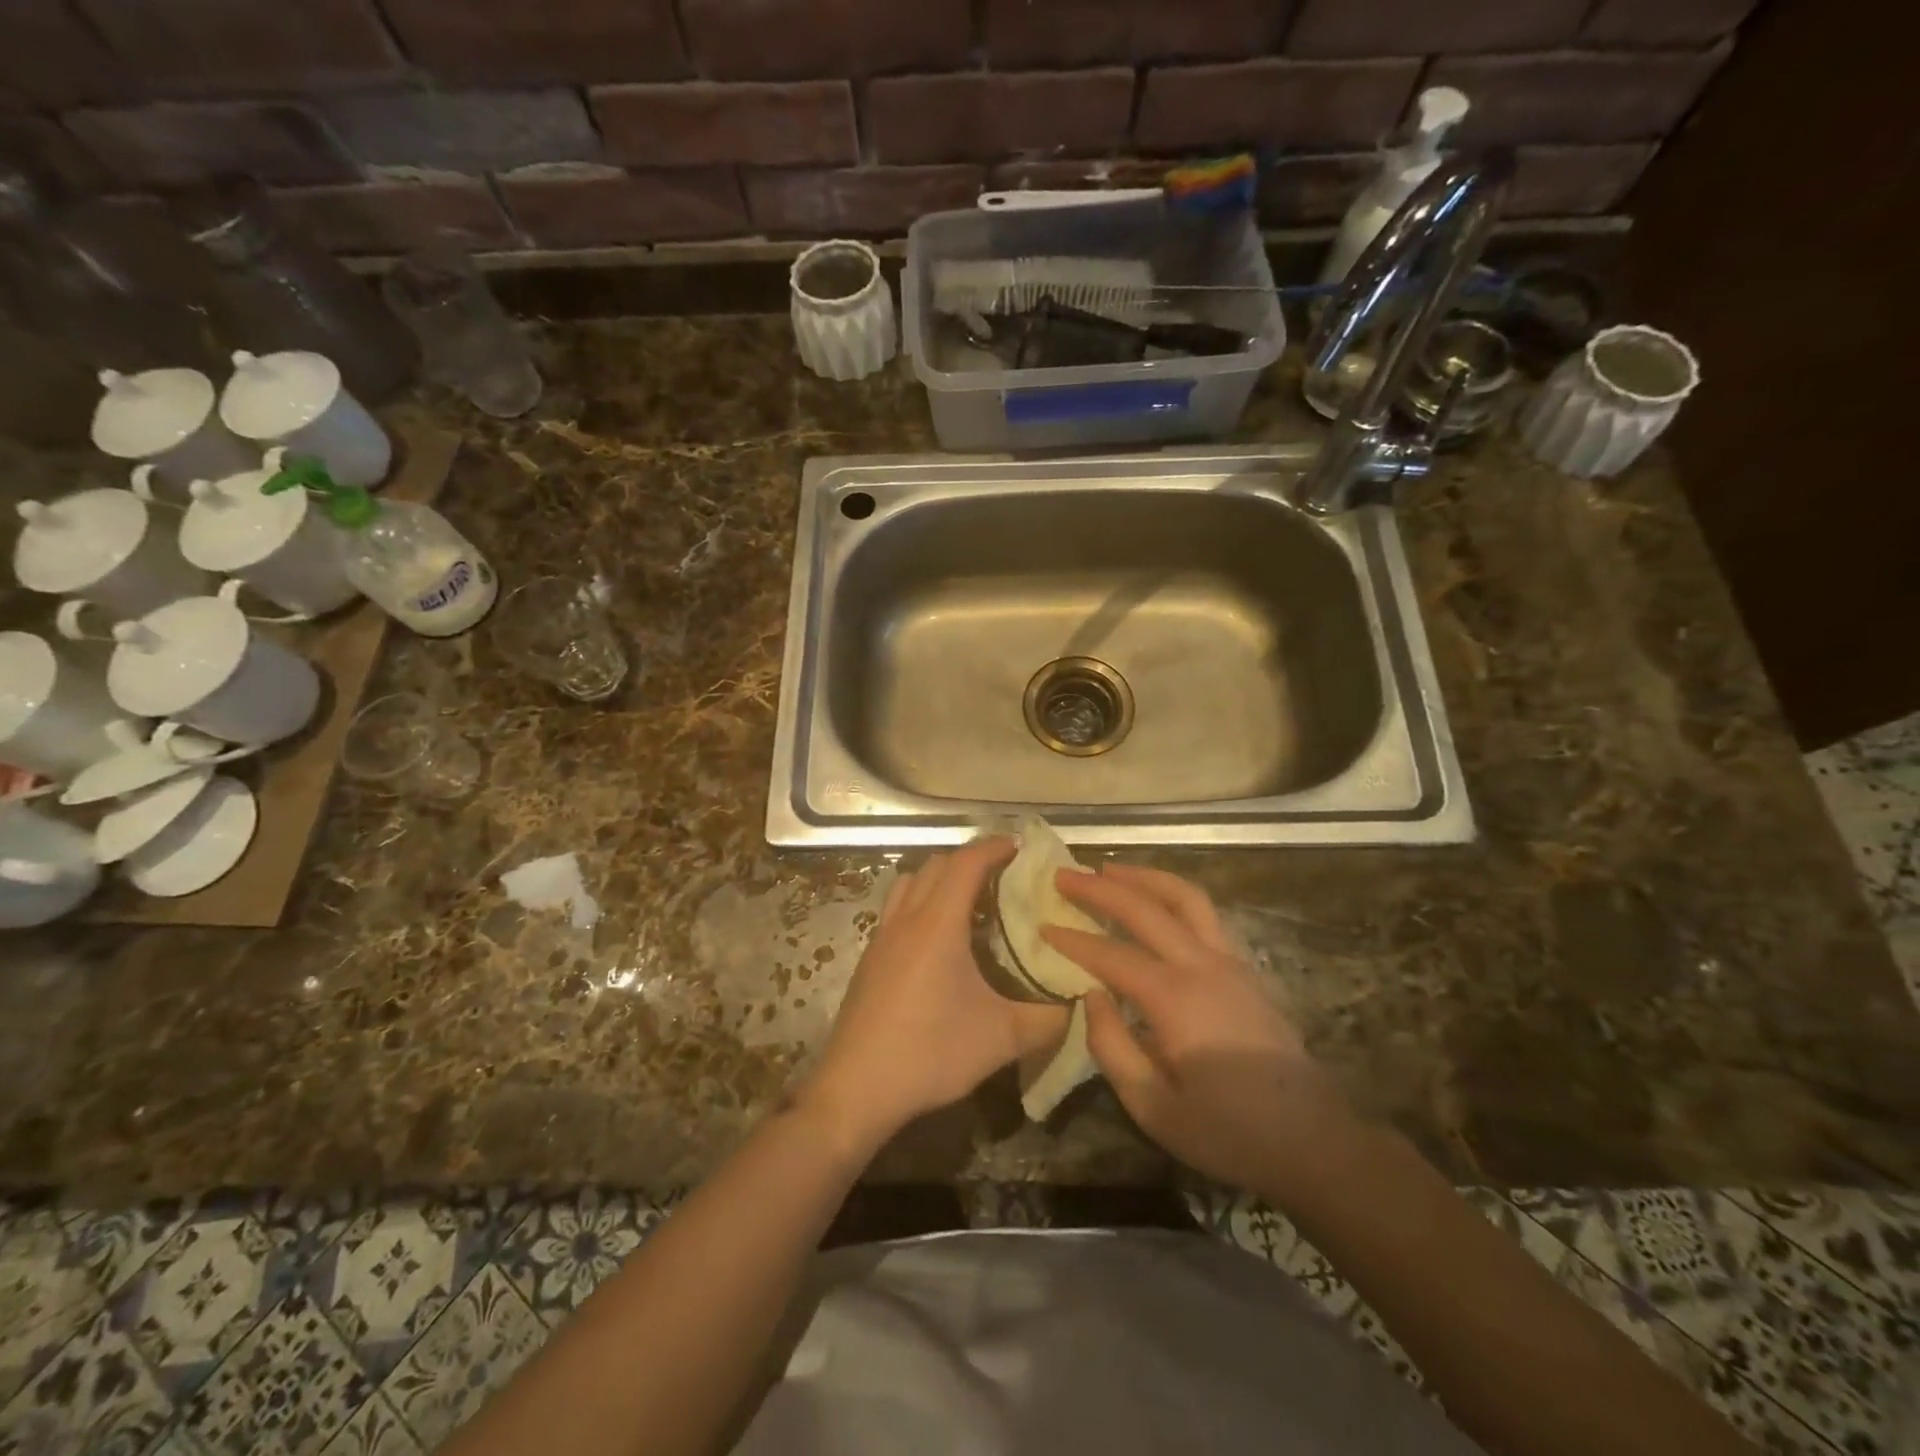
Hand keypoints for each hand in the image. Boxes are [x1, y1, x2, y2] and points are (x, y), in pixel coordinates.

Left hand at [801, 837, 1069, 1153]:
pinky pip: (897, 910)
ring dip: (940, 879)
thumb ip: (1048, 1018)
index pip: (965, 863)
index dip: (993, 847)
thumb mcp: (1001, 1038)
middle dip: (970, 860)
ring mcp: (881, 938)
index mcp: (938, 924)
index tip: (1020, 847)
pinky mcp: (869, 960)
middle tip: (1003, 877)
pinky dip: (921, 904)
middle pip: (936, 865)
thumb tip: (1078, 1002)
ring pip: (910, 883)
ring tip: (970, 903)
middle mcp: (906, 919)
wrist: (855, 1090)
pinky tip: (939, 943)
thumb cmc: (930, 1054)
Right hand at [1042, 864, 1347, 1193]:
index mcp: (1174, 999)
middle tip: (1064, 875)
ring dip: (1143, 877)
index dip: (1073, 939)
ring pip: (1184, 897)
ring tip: (1110, 868)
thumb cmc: (1227, 1131)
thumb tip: (1090, 996)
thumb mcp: (1153, 1107)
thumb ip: (1112, 1047)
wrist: (1312, 1141)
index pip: (1111, 955)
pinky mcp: (1246, 969)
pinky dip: (1172, 894)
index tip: (1042, 924)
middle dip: (1100, 888)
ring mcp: (1230, 961)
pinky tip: (1156, 902)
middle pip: (1145, 909)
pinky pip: (1204, 913)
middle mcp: (1202, 965)